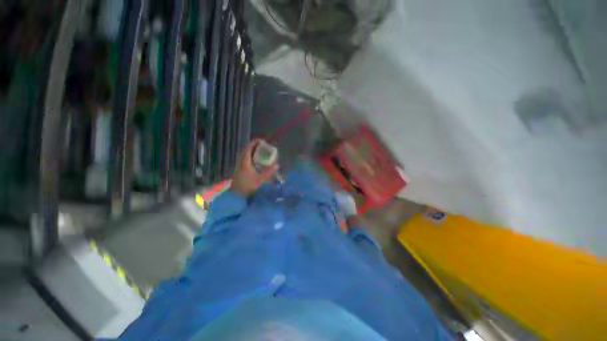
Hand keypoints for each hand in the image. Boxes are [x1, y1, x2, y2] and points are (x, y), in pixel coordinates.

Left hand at [230, 139, 278, 197]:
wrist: (235, 194)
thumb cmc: (247, 186)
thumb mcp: (260, 179)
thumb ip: (268, 172)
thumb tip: (277, 165)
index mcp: (245, 161)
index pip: (249, 148)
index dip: (255, 143)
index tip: (263, 141)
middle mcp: (241, 161)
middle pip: (248, 150)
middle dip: (256, 146)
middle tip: (265, 146)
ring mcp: (240, 165)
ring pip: (247, 154)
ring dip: (254, 151)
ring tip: (262, 152)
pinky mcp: (241, 169)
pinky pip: (247, 159)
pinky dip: (253, 157)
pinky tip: (258, 161)